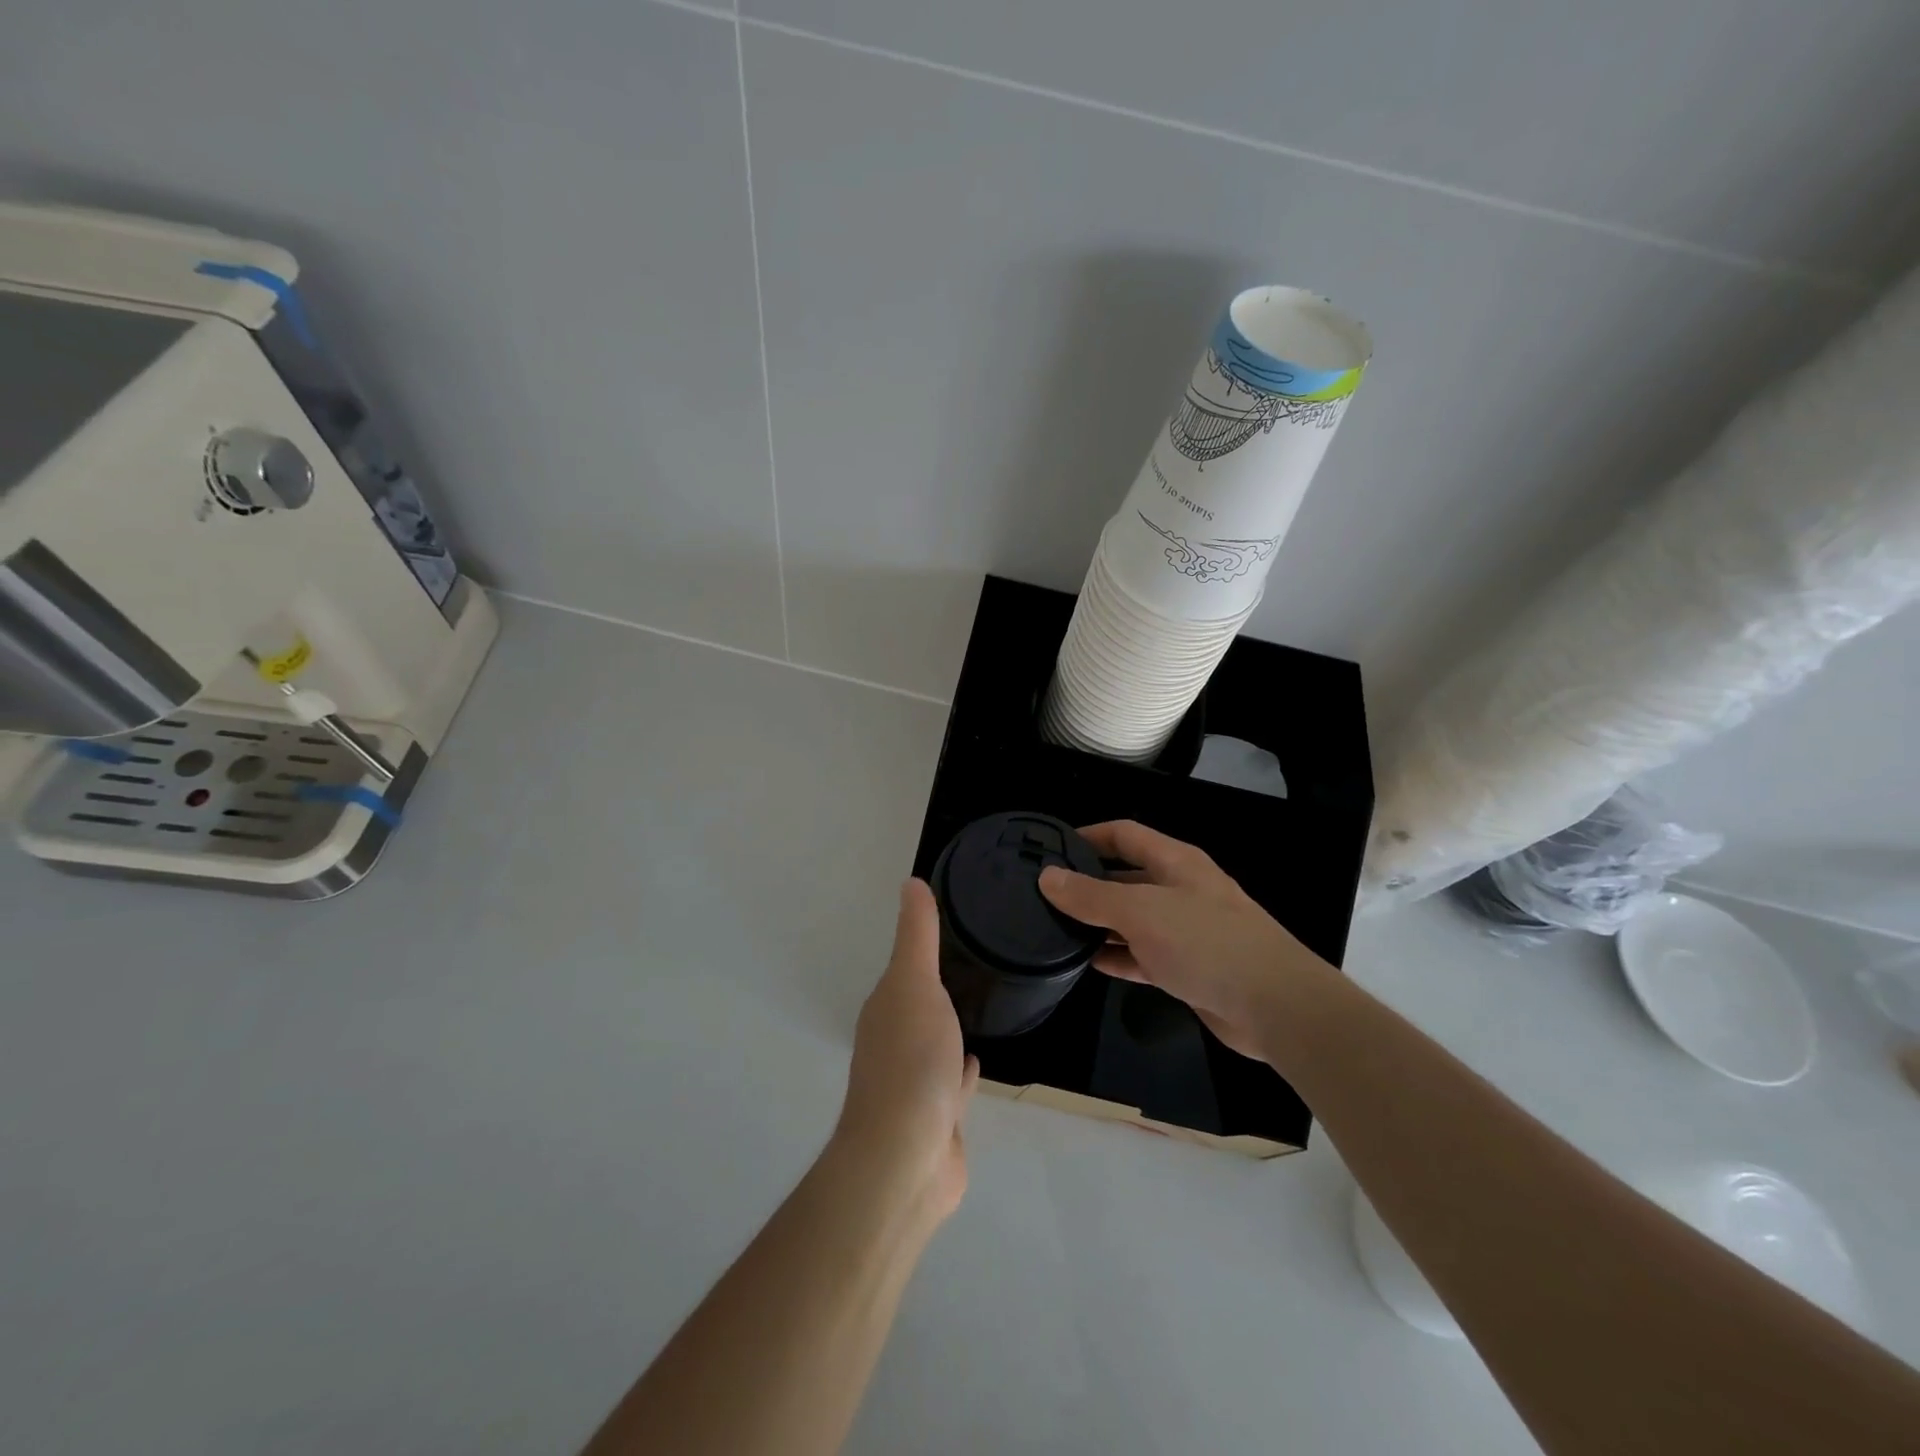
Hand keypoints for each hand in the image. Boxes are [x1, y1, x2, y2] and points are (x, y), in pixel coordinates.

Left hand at [834, 880, 979, 1223]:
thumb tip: (910, 881)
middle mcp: (895, 1042)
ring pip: (937, 1043)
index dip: (924, 947)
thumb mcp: (915, 984)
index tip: (958, 925)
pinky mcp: (939, 1118)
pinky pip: (954, 1084)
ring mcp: (916, 1083)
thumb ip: (917, 935)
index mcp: (887, 1008)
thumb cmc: (911, 1061)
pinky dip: (964, 1070)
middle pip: (919, 1004)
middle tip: (979, 959)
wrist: (907, 1158)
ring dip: (951, 1026)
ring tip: (982, 1002)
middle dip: (939, 985)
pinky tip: (979, 1061)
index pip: (906, 969)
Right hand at [1038, 821, 1330, 1060]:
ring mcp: (1185, 930)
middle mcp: (1180, 889)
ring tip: (1056, 929)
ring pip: (1132, 918)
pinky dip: (1118, 955)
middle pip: (1126, 877)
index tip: (1051, 847)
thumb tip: (1047, 876)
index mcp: (1175, 862)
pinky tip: (1088, 963)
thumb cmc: (1206, 943)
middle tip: (1045, 895)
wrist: (1275, 1006)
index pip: (1124, 835)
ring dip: (1099, 923)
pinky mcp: (1188, 967)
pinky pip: (1143, 954)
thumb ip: (1091, 895)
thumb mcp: (1141, 912)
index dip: (1088, 835)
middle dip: (1089, 884)